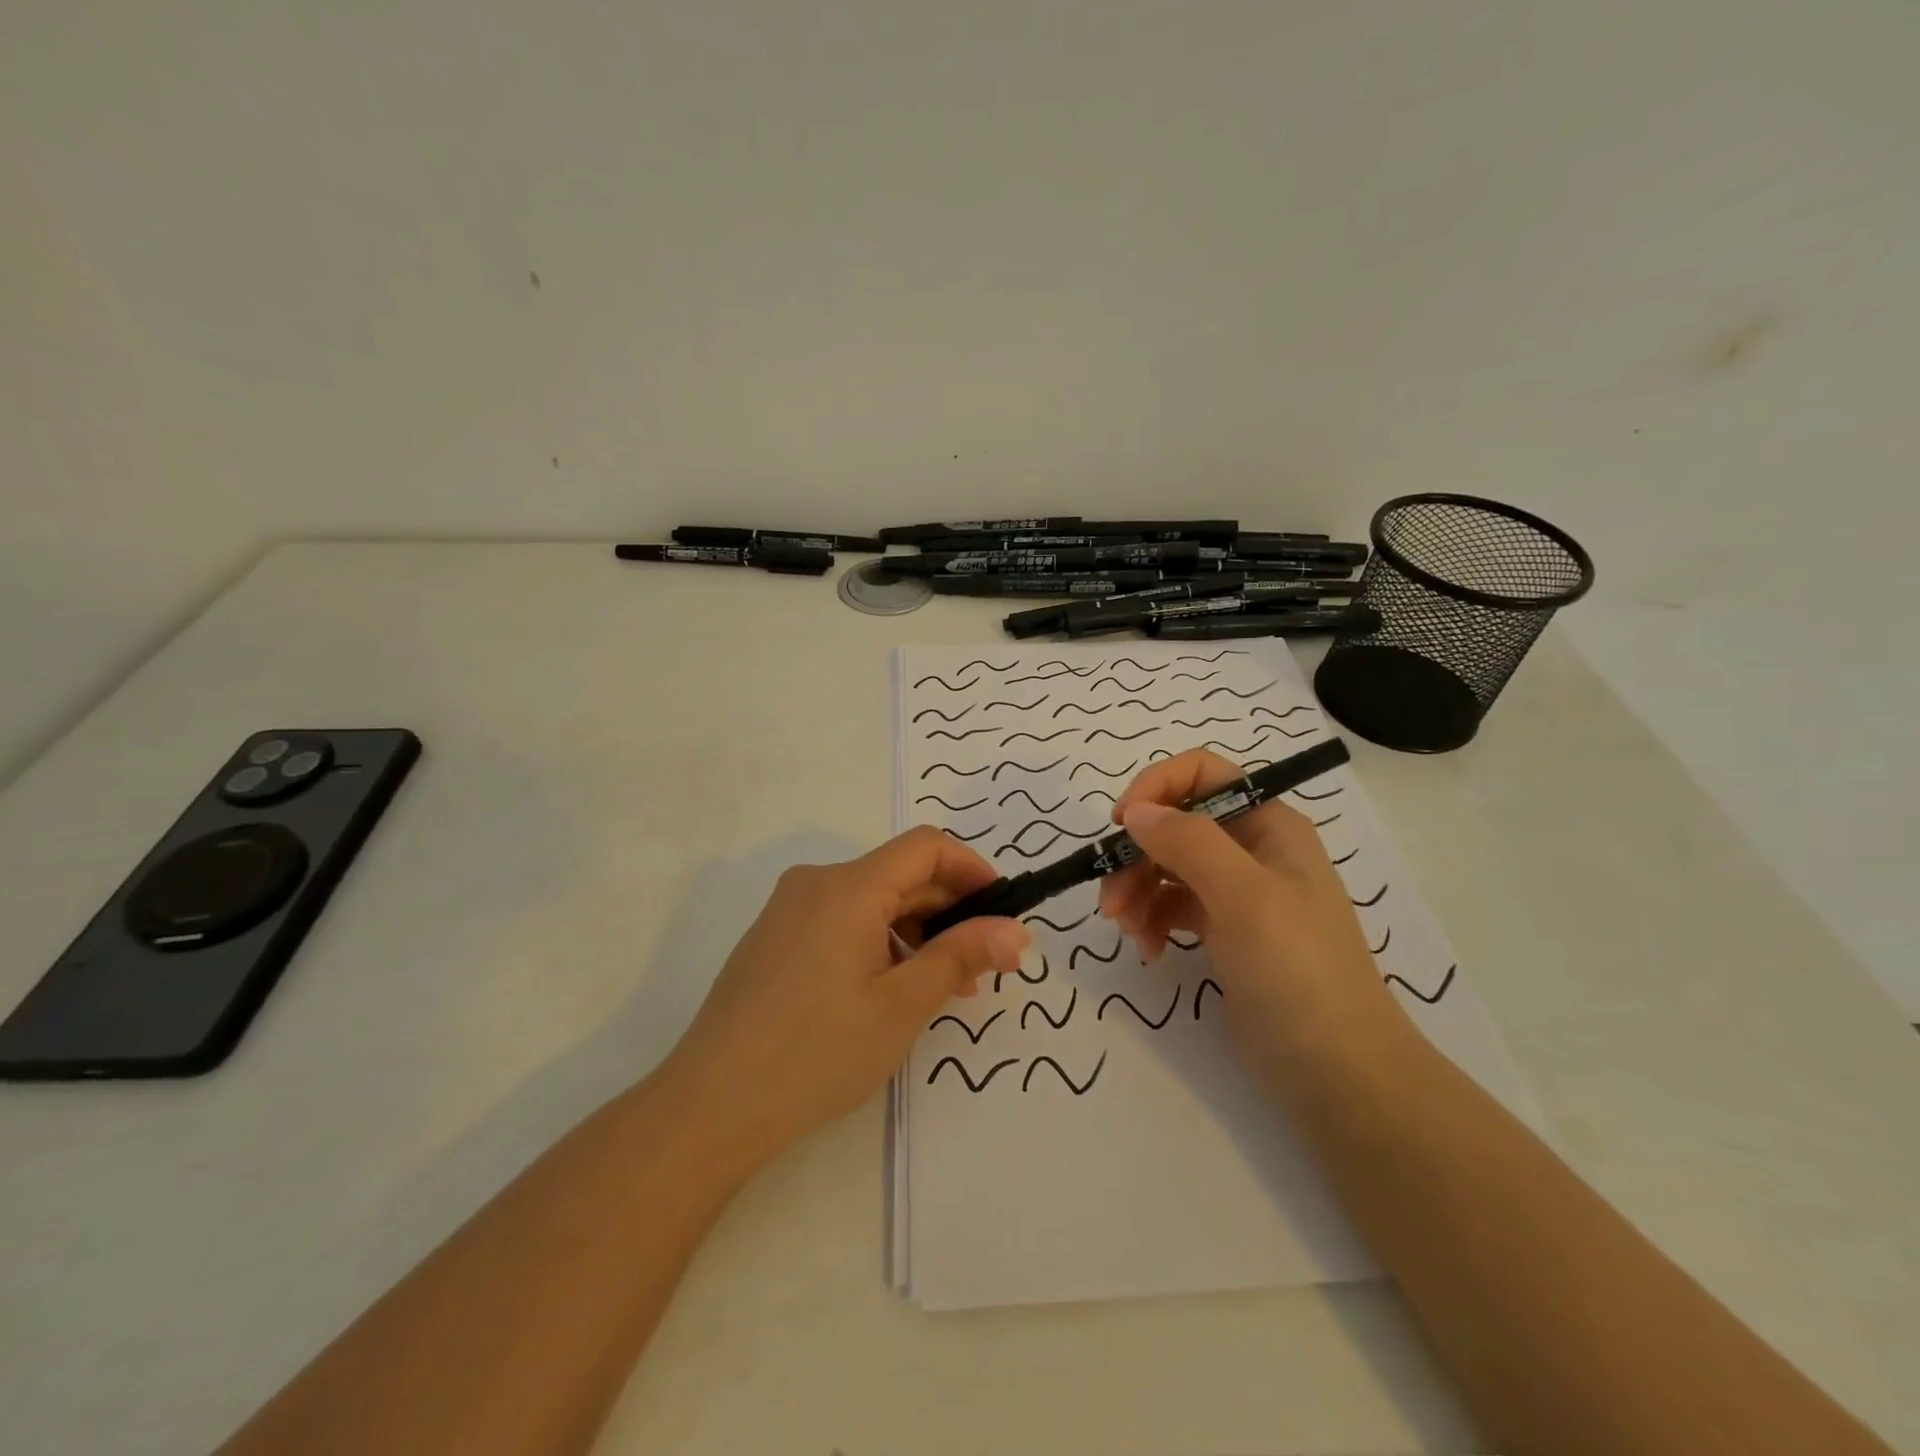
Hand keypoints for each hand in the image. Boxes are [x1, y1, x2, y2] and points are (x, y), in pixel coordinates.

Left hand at [661, 827, 1028, 1171]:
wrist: (711, 1105)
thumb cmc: (817, 1051)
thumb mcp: (902, 1005)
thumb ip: (962, 957)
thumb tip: (1016, 931)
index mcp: (848, 886)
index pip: (926, 846)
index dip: (972, 868)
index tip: (1002, 910)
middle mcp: (816, 883)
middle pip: (899, 873)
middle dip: (949, 910)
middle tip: (983, 965)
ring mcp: (789, 910)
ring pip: (872, 900)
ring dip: (916, 931)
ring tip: (942, 988)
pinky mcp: (775, 938)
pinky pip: (843, 920)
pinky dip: (880, 942)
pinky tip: (891, 990)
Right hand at [1097, 749, 1400, 1071]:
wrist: (1337, 1071)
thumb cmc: (1298, 972)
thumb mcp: (1245, 898)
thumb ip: (1189, 843)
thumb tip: (1136, 811)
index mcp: (1268, 825)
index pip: (1202, 774)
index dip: (1156, 788)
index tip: (1120, 826)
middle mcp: (1251, 849)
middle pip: (1175, 824)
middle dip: (1137, 856)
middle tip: (1110, 902)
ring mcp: (1237, 891)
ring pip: (1167, 865)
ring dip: (1137, 891)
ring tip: (1126, 932)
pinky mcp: (1223, 930)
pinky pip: (1172, 905)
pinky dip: (1152, 920)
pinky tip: (1149, 950)